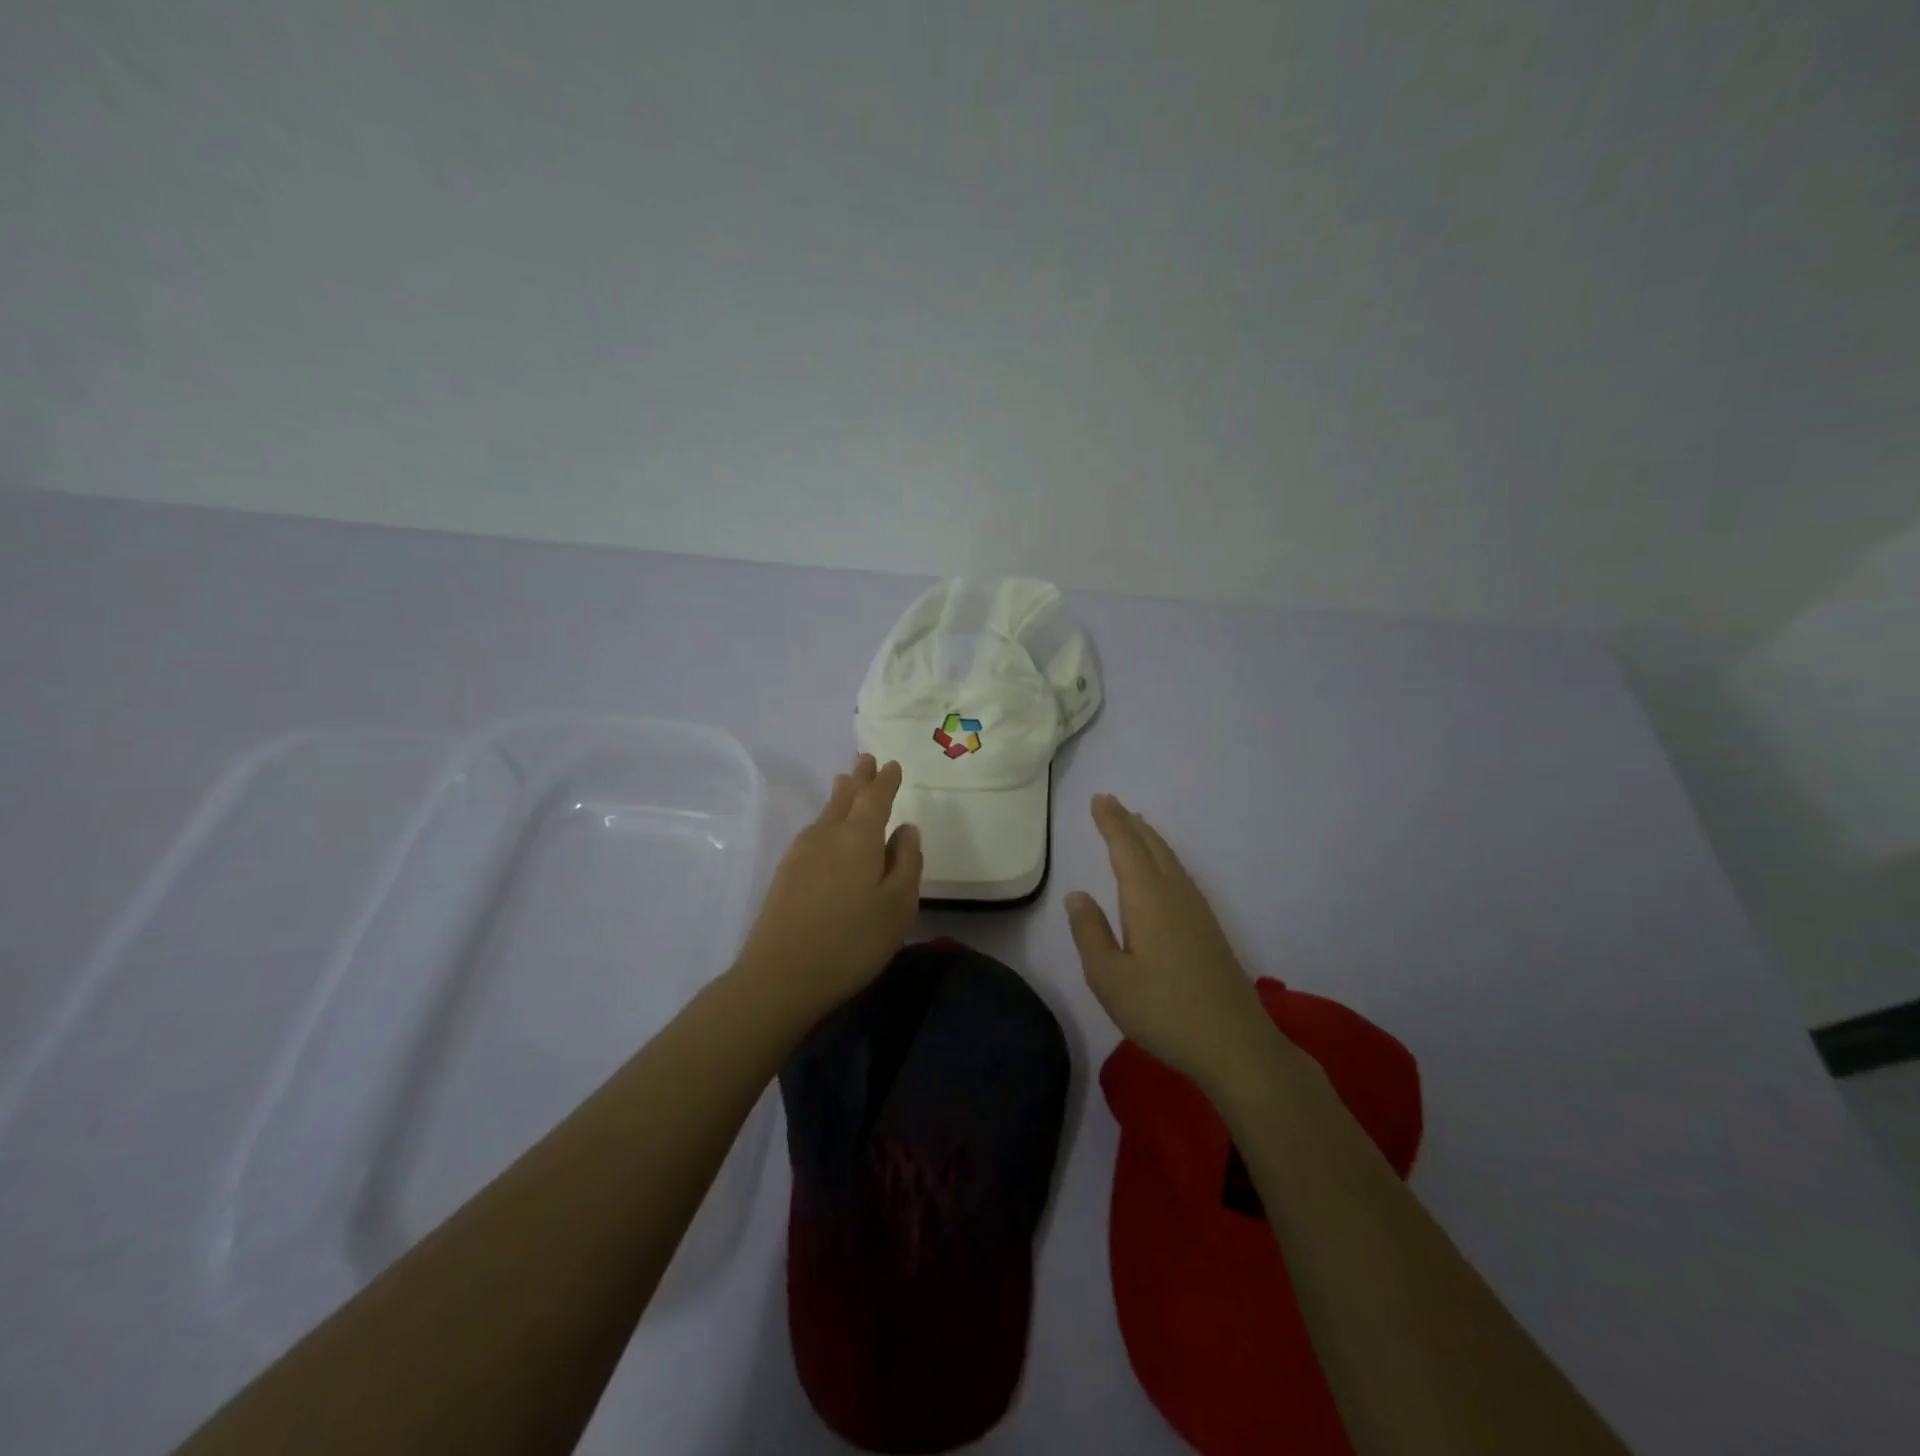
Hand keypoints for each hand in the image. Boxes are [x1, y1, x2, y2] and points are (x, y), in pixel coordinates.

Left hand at [734, 754, 921, 1015]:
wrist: (780, 976)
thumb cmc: (851, 941)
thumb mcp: (897, 906)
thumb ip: (907, 863)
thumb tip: (907, 828)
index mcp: (859, 837)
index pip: (875, 797)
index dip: (886, 780)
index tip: (892, 765)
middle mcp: (827, 834)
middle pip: (845, 797)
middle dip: (859, 779)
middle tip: (866, 760)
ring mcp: (801, 853)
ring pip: (826, 813)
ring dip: (840, 795)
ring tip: (845, 782)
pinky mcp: (786, 873)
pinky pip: (813, 831)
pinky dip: (826, 819)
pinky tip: (825, 829)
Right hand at [1066, 794, 1276, 1089]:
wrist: (1235, 1045)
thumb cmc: (1162, 1011)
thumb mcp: (1109, 978)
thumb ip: (1090, 933)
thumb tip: (1078, 894)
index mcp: (1148, 899)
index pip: (1126, 848)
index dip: (1111, 822)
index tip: (1099, 799)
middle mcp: (1175, 895)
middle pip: (1152, 847)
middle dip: (1130, 824)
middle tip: (1111, 804)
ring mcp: (1197, 912)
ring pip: (1170, 861)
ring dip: (1149, 839)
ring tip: (1134, 827)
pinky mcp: (1209, 930)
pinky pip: (1180, 876)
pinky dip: (1164, 860)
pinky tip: (1162, 873)